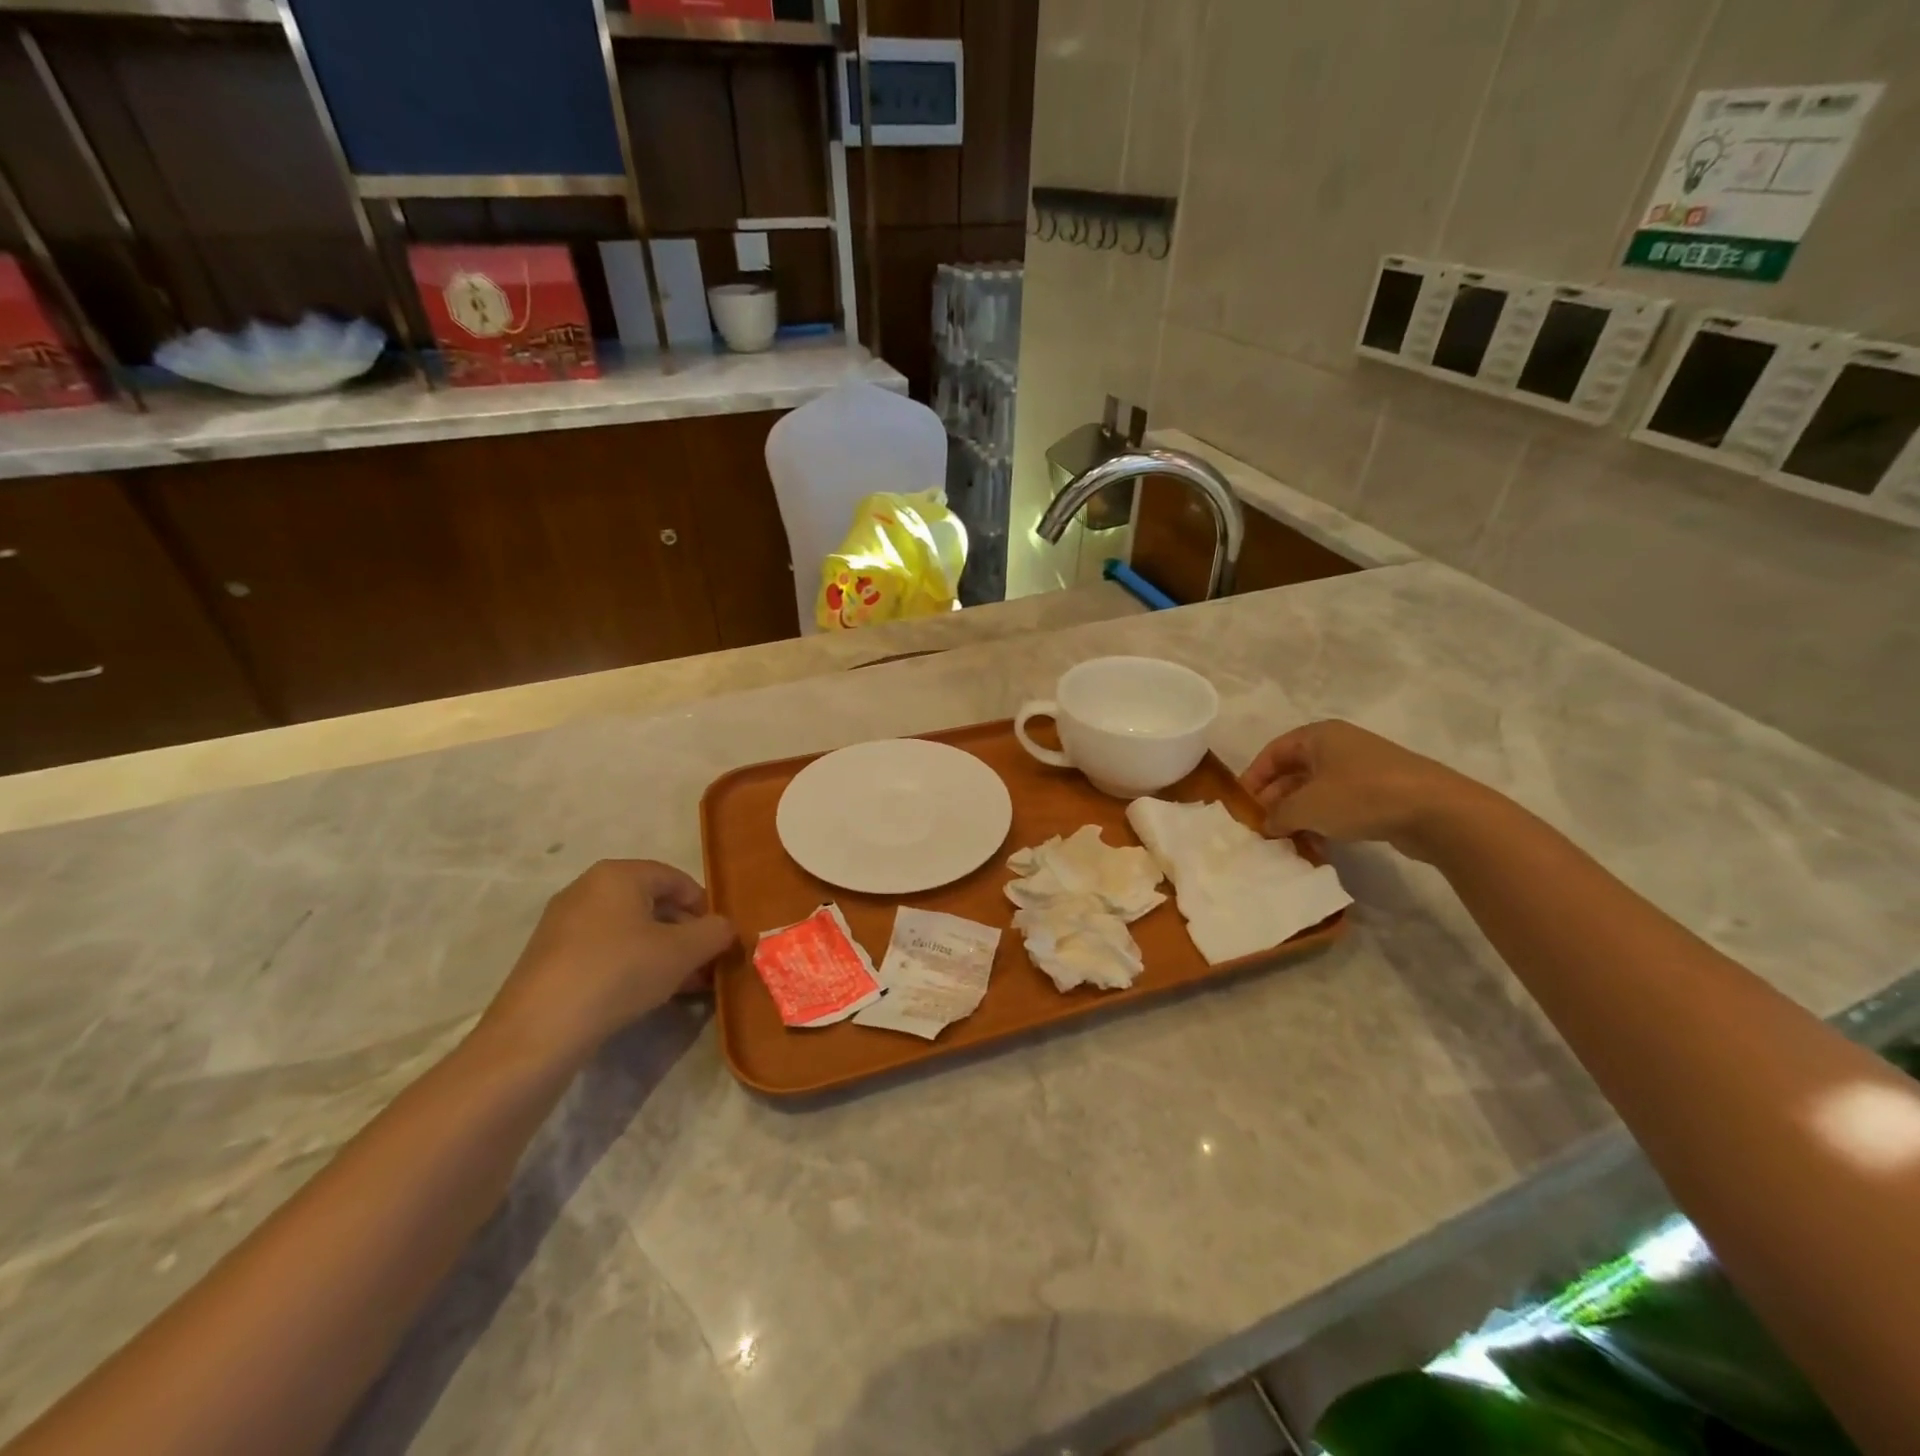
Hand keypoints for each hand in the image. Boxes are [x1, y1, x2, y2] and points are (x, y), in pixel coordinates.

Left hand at [476, 860, 735, 1066]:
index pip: (676, 879)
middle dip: (684, 933)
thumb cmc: (619, 973)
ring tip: (682, 985)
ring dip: (661, 952)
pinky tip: (645, 994)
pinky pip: (604, 950)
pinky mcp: (549, 957)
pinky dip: (631, 964)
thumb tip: (725, 928)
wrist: (539, 1031)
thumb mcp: (683, 952)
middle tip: (704, 964)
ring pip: (629, 930)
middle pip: (651, 904)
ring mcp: (563, 923)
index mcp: (618, 874)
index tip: (719, 938)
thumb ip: (715, 932)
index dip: (704, 907)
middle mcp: (587, 888)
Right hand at [1240, 720, 1490, 859]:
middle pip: (1293, 772)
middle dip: (1275, 801)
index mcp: (1318, 736)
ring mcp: (1363, 769)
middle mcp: (1339, 746)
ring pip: (1316, 791)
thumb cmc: (1361, 796)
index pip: (1272, 753)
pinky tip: (1318, 847)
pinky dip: (1324, 822)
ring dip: (1298, 816)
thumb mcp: (1307, 806)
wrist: (1438, 812)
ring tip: (1285, 843)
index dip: (1252, 779)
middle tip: (1261, 829)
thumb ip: (1277, 815)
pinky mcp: (1382, 793)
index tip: (1240, 807)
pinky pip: (1340, 804)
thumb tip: (1266, 824)